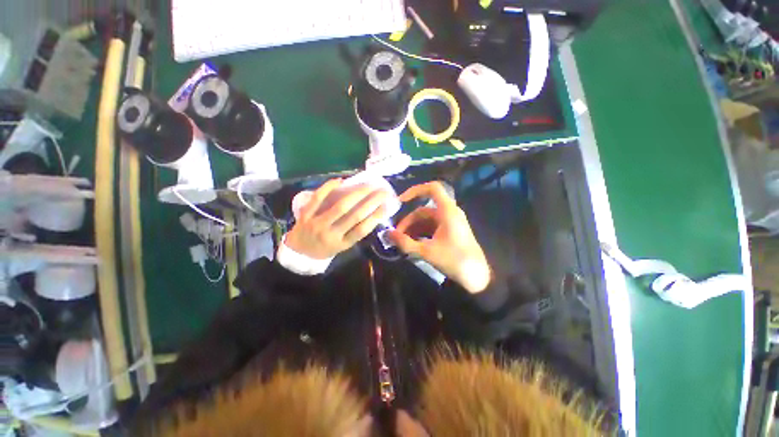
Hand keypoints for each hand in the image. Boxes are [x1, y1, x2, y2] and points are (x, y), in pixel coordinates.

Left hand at [286, 179, 388, 259]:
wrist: (298, 252)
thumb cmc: (325, 249)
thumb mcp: (342, 246)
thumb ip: (355, 232)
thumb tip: (372, 214)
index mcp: (342, 244)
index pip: (362, 229)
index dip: (376, 216)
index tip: (387, 205)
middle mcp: (331, 234)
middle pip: (354, 216)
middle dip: (371, 201)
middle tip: (382, 191)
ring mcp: (317, 223)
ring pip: (340, 206)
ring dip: (356, 193)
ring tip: (368, 184)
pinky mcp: (306, 214)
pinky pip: (318, 198)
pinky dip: (329, 187)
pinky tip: (340, 180)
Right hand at [388, 182, 490, 293]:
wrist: (477, 277)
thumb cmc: (455, 261)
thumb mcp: (427, 252)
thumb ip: (405, 243)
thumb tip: (388, 234)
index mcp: (447, 211)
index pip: (432, 189)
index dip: (415, 190)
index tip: (400, 201)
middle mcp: (449, 212)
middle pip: (423, 210)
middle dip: (408, 222)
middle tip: (396, 235)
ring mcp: (450, 222)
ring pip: (426, 220)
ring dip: (413, 229)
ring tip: (402, 242)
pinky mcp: (450, 232)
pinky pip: (431, 227)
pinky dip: (420, 233)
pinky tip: (412, 244)